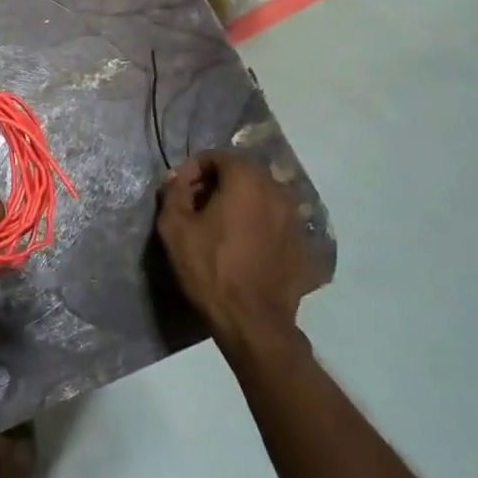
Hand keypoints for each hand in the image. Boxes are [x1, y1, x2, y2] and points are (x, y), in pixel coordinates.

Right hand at [156, 150, 325, 356]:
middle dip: (217, 184)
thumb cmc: (209, 268)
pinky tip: (243, 248)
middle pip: (242, 174)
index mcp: (247, 181)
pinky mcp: (303, 245)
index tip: (179, 192)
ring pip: (261, 197)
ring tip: (219, 228)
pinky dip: (257, 225)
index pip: (218, 157)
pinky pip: (274, 222)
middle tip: (196, 207)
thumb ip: (173, 192)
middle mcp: (277, 192)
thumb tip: (176, 178)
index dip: (193, 169)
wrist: (252, 321)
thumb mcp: (174, 227)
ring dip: (239, 203)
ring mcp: (295, 219)